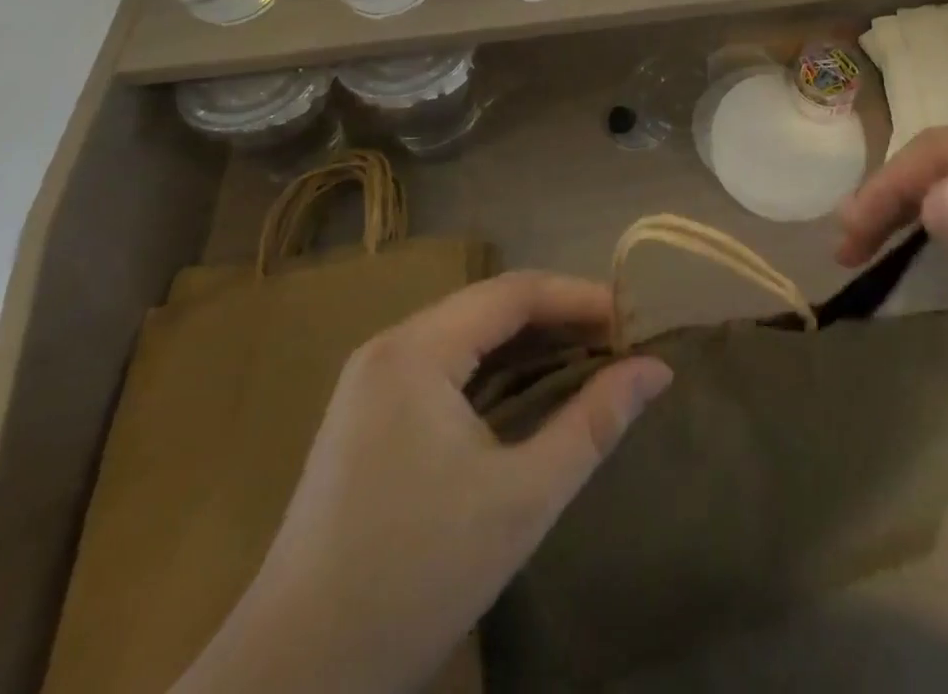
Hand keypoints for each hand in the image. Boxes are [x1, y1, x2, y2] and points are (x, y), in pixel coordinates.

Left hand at [176, 272, 672, 693]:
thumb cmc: (414, 578)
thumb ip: (593, 422)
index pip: (513, 293)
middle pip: (488, 307)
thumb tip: (656, 370)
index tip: (632, 320)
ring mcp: (370, 383)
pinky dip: (493, 371)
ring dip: (526, 344)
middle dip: (556, 318)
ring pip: (465, 337)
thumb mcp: (522, 499)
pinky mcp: (365, 417)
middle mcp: (388, 348)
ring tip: (585, 361)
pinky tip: (525, 394)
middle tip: (617, 343)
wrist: (291, 683)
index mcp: (416, 350)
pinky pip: (443, 368)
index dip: (578, 296)